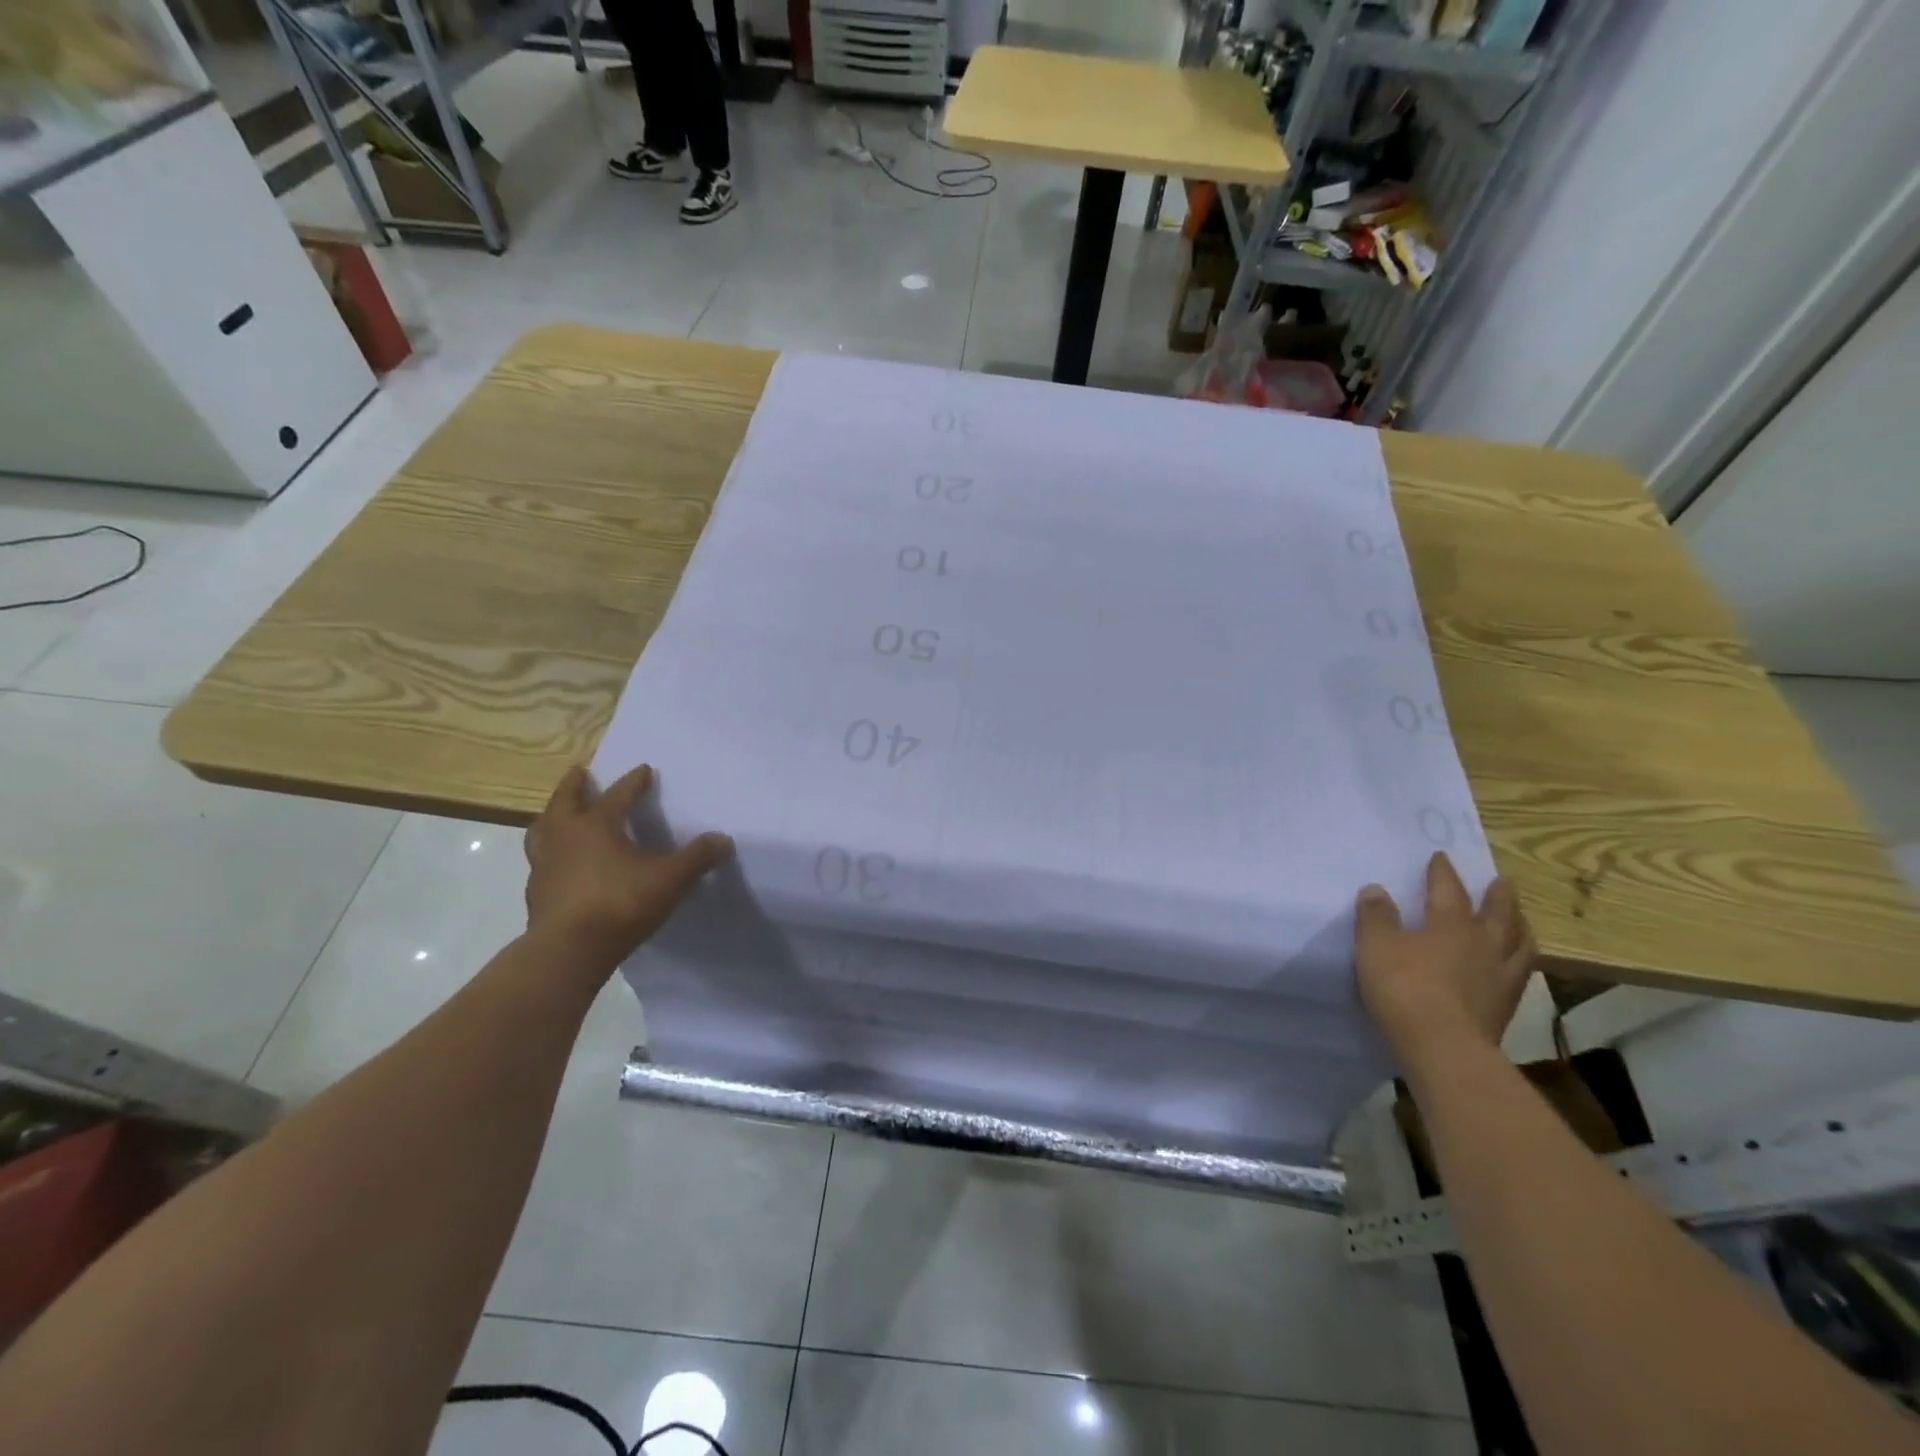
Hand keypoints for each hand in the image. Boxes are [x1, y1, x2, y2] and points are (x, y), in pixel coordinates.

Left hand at [524, 764, 732, 975]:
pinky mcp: (536, 894)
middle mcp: (564, 837)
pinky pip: (541, 863)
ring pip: (542, 831)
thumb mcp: (670, 879)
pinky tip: (561, 865)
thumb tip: (722, 839)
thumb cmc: (620, 903)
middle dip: (574, 786)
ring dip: (552, 818)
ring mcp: (544, 865)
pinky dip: (550, 855)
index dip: (633, 782)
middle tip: (580, 773)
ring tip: (559, 815)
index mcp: (596, 825)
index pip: (618, 794)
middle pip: (565, 802)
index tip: (643, 769)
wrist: (568, 951)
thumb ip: (697, 857)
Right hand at [1354, 852, 1535, 1068]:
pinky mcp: (1505, 1007)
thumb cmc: (1404, 986)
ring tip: (1520, 921)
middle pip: (1497, 913)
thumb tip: (1376, 889)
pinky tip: (1515, 966)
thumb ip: (1376, 916)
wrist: (1442, 1046)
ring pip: (1519, 944)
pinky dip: (1520, 962)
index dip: (1442, 872)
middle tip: (1502, 882)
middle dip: (1497, 896)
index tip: (1442, 857)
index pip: (1448, 889)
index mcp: (1450, 923)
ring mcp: (1499, 976)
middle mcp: (1482, 943)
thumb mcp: (1375, 945)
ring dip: (1519, 928)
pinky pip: (1520, 974)